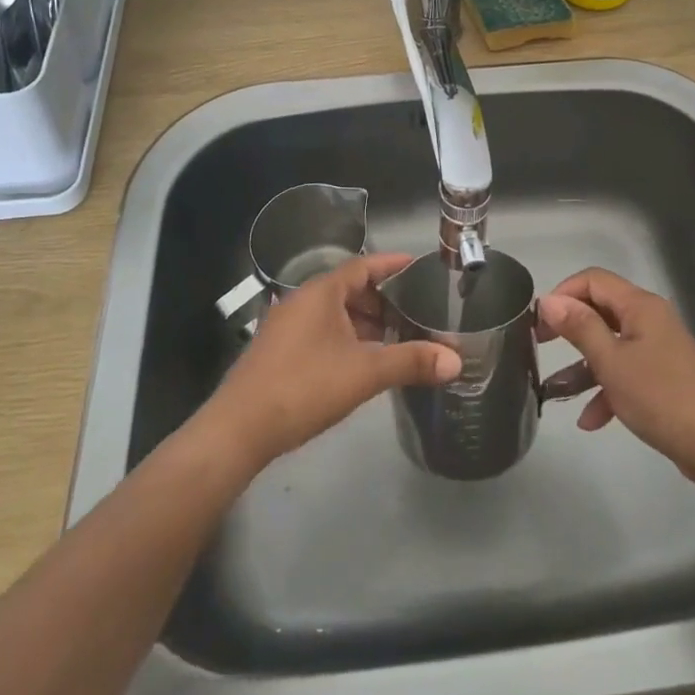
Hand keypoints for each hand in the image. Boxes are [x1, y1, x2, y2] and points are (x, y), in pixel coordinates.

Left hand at [199, 253, 461, 470]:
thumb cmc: (304, 386)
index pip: (363, 265)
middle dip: (383, 300)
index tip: (418, 266)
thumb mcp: (365, 373)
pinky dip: (346, 338)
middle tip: (415, 313)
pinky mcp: (278, 352)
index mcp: (321, 292)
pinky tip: (360, 363)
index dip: (392, 264)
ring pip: (334, 313)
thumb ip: (411, 362)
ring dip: (364, 323)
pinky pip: (320, 332)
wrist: (238, 429)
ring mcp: (286, 327)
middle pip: (349, 289)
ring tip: (395, 340)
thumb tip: (456, 360)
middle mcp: (301, 301)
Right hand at [539, 268, 694, 486]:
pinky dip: (606, 389)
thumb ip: (580, 328)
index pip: (593, 280)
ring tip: (555, 390)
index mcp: (640, 306)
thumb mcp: (611, 362)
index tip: (539, 321)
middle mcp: (650, 320)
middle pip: (601, 310)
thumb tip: (549, 300)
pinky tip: (590, 420)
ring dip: (584, 366)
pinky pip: (626, 372)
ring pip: (611, 345)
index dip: (563, 293)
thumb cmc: (660, 396)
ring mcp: (658, 349)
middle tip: (540, 345)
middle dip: (570, 328)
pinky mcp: (663, 377)